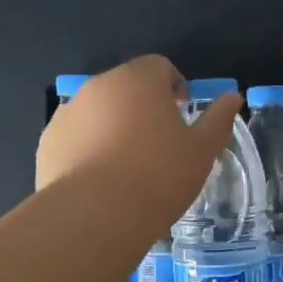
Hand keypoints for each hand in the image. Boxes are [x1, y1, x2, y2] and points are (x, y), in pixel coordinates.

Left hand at [36, 56, 241, 226]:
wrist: (96, 215)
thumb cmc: (159, 176)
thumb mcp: (202, 150)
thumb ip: (218, 119)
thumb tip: (233, 97)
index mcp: (139, 80)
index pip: (160, 66)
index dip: (174, 87)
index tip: (182, 115)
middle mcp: (99, 86)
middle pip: (126, 86)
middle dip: (142, 106)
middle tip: (158, 143)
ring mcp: (68, 112)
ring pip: (98, 111)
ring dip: (113, 126)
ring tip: (127, 166)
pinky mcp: (48, 141)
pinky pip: (75, 136)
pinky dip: (88, 148)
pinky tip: (100, 181)